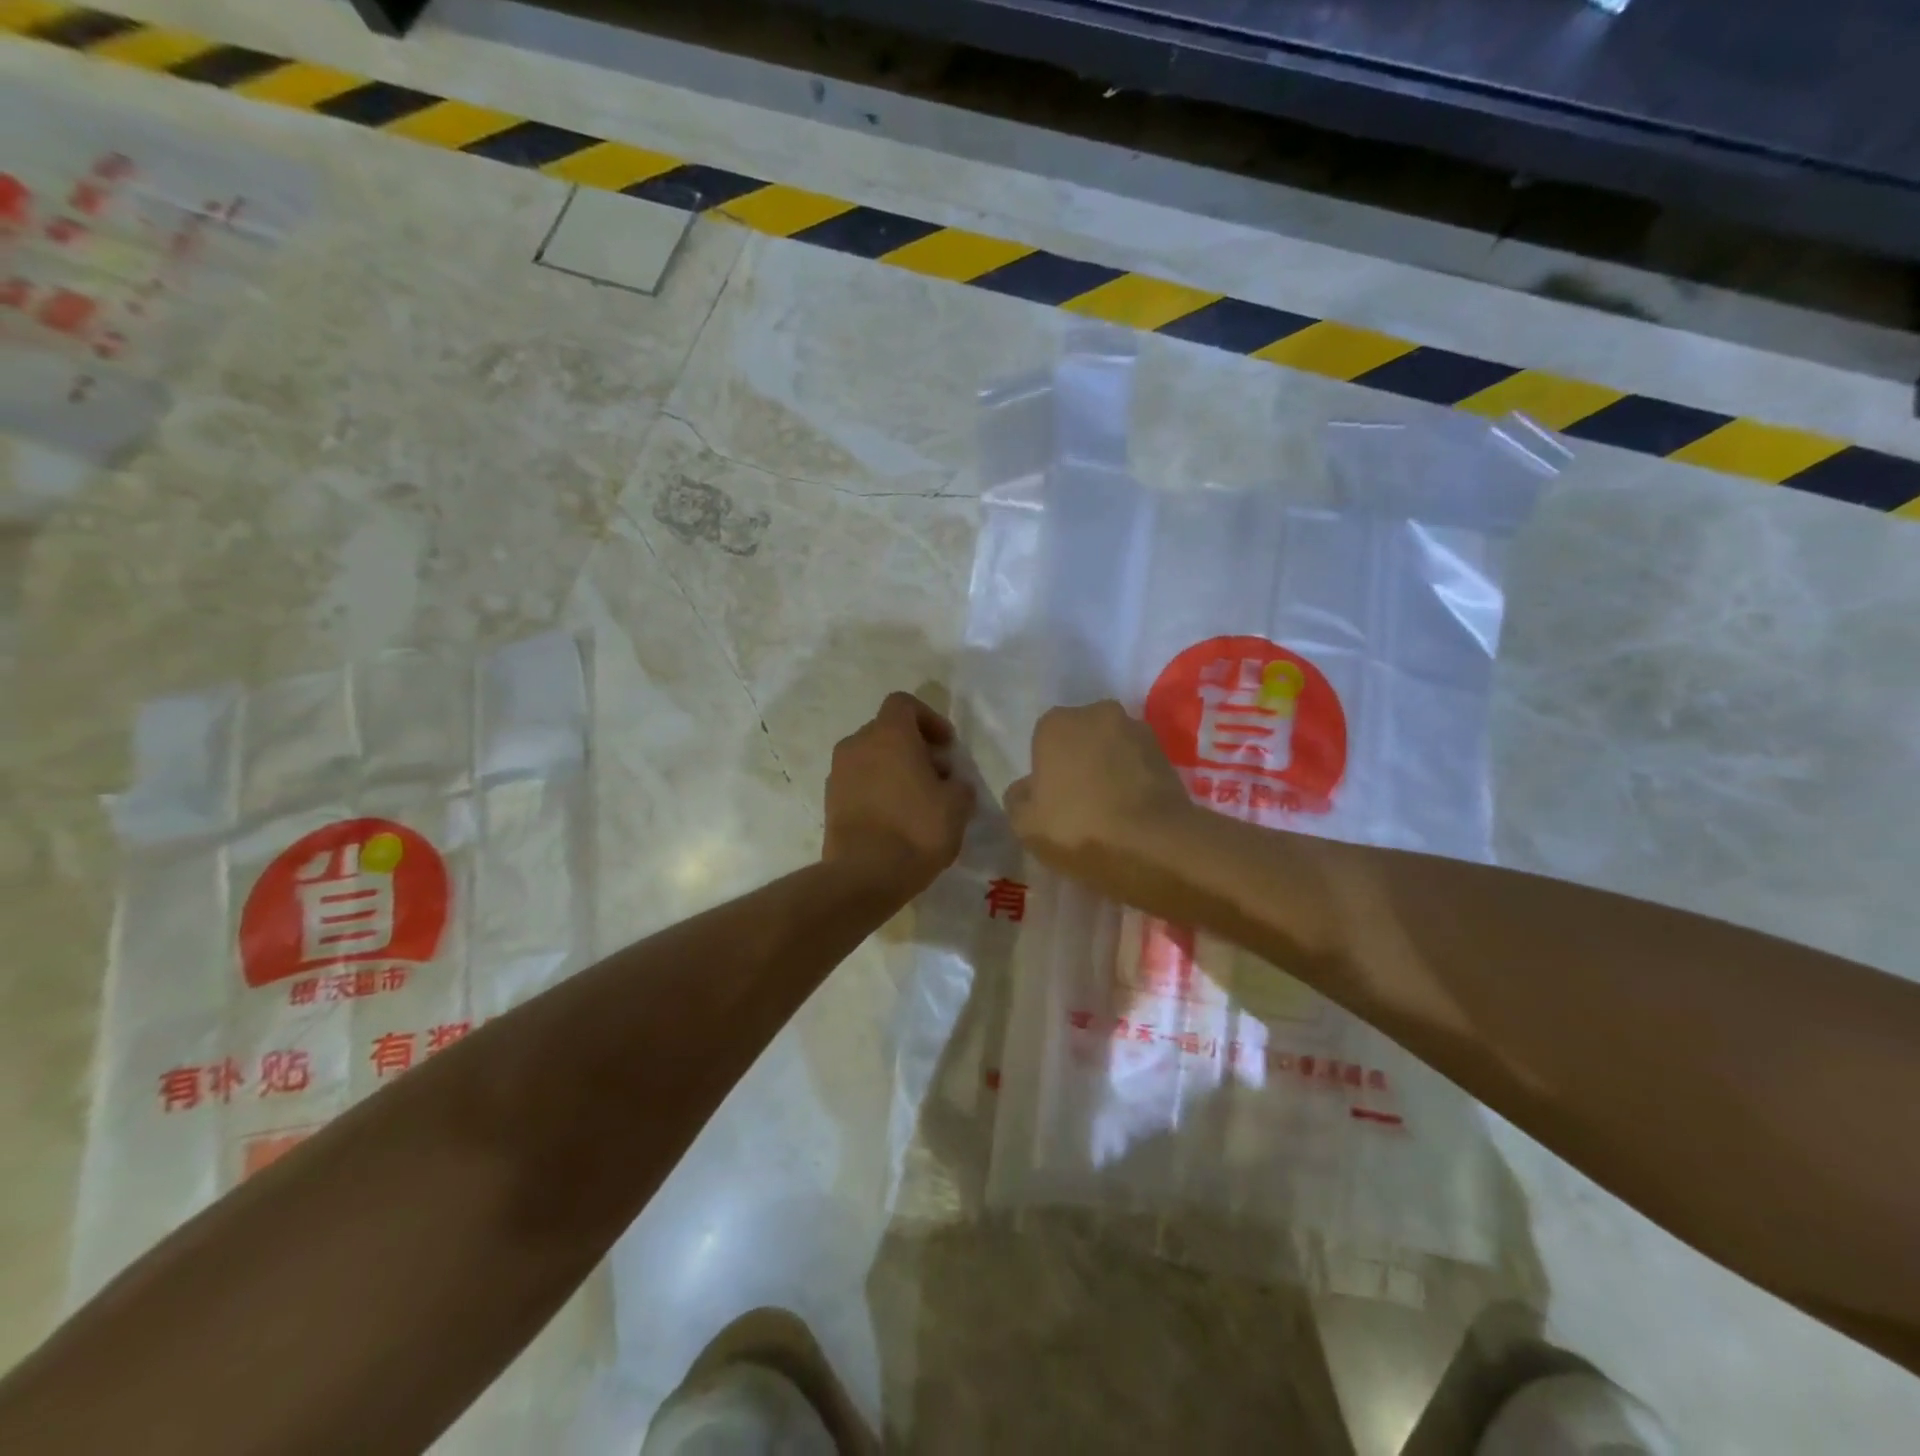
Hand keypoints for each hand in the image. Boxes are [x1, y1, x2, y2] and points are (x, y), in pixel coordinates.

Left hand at [823, 692, 976, 900]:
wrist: (865, 875)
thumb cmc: (917, 829)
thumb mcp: (957, 805)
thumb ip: (958, 784)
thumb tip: (951, 782)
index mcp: (889, 734)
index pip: (904, 703)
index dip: (929, 719)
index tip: (946, 746)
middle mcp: (857, 744)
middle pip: (887, 731)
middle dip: (914, 747)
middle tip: (937, 776)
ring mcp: (838, 773)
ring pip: (871, 758)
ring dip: (894, 769)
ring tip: (917, 800)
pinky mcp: (829, 801)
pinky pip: (858, 782)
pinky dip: (877, 789)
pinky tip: (895, 818)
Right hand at [1003, 701, 1194, 882]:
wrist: (1153, 845)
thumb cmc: (1078, 828)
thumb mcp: (1024, 824)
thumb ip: (1018, 798)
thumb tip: (1027, 788)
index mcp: (1056, 723)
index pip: (1043, 741)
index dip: (1046, 771)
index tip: (1050, 800)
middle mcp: (1097, 714)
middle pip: (1080, 739)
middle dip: (1078, 762)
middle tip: (1078, 802)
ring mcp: (1137, 730)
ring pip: (1112, 750)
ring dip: (1109, 769)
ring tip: (1109, 810)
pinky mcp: (1167, 754)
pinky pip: (1138, 766)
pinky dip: (1134, 782)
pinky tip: (1131, 812)